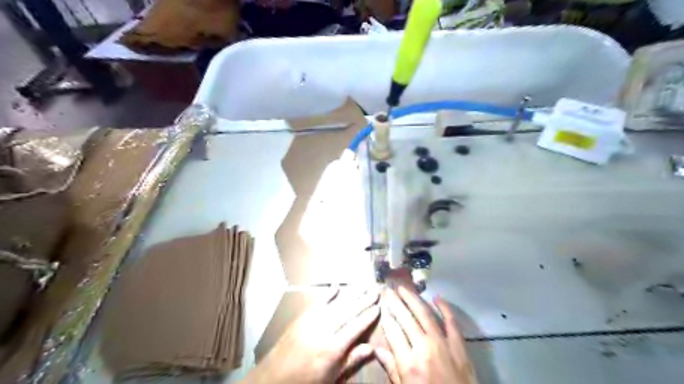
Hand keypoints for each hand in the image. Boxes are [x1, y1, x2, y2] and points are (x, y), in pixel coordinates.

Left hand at [241, 288, 382, 383]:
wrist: (274, 378)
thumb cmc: (306, 381)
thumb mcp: (331, 378)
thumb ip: (351, 361)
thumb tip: (371, 348)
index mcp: (333, 348)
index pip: (356, 327)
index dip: (368, 316)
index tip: (379, 307)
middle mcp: (324, 330)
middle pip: (348, 311)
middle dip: (364, 300)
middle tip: (375, 290)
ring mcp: (311, 321)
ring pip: (336, 304)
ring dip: (351, 294)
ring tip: (363, 286)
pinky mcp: (302, 317)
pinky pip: (318, 302)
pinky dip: (328, 294)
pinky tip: (337, 287)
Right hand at [374, 286, 475, 383]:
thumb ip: (392, 369)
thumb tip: (376, 350)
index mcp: (409, 363)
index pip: (393, 332)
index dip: (386, 317)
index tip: (381, 305)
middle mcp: (424, 348)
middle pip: (406, 318)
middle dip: (395, 302)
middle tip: (388, 290)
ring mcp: (443, 344)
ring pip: (425, 314)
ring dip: (413, 299)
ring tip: (403, 288)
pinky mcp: (459, 344)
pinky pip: (451, 321)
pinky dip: (444, 308)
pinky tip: (436, 297)